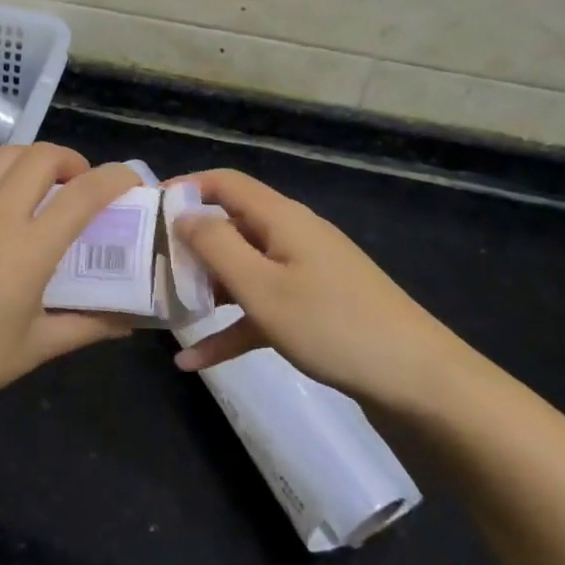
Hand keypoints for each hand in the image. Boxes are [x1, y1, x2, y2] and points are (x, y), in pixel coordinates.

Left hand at [0, 145, 141, 429]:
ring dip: (32, 159)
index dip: (116, 178)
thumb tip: (129, 321)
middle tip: (80, 188)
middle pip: (43, 157)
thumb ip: (87, 327)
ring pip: (4, 155)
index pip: (85, 193)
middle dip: (73, 162)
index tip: (131, 183)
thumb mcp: (34, 349)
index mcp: (30, 249)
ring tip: (40, 184)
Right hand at [170, 169, 474, 419]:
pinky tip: (195, 360)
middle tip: (148, 268)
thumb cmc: (333, 325)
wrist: (418, 382)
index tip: (146, 213)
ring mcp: (305, 274)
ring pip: (243, 270)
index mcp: (281, 219)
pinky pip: (262, 308)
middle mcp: (291, 237)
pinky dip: (231, 327)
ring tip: (165, 310)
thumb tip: (183, 215)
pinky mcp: (313, 309)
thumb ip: (216, 247)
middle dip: (188, 245)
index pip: (225, 183)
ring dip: (205, 288)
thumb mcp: (262, 288)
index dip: (185, 189)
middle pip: (230, 226)